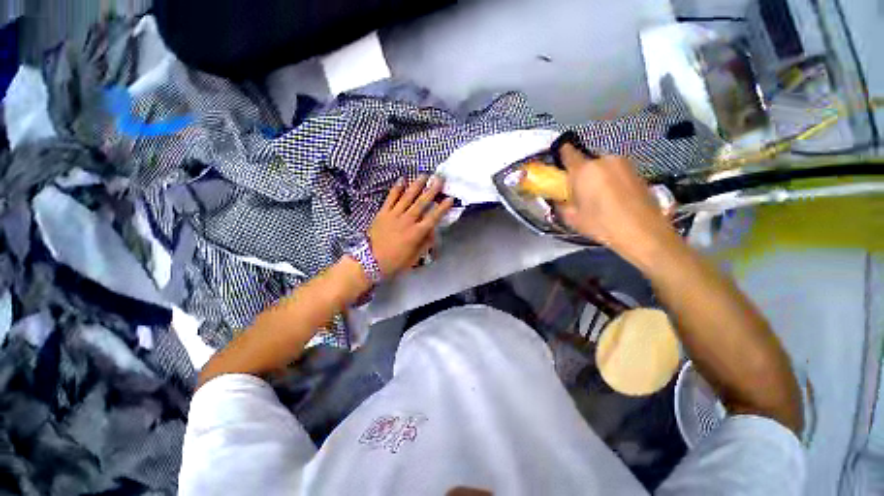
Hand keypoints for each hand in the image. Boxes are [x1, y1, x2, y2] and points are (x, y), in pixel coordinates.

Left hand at [368, 175, 454, 278]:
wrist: (369, 261)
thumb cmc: (395, 262)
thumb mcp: (414, 257)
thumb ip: (425, 243)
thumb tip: (433, 231)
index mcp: (416, 233)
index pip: (433, 218)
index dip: (442, 208)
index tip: (450, 198)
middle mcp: (407, 221)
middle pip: (421, 203)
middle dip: (431, 190)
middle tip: (439, 179)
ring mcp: (394, 215)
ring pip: (407, 197)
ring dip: (416, 185)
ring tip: (424, 175)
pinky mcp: (383, 213)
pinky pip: (390, 198)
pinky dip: (396, 189)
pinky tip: (402, 179)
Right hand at [556, 144, 677, 264]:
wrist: (644, 232)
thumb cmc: (602, 225)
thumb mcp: (573, 218)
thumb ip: (561, 204)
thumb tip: (558, 199)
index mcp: (584, 170)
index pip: (568, 152)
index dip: (561, 154)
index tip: (559, 163)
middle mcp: (604, 160)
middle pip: (586, 161)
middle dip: (581, 172)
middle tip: (579, 190)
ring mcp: (623, 164)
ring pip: (602, 165)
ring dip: (596, 175)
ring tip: (598, 195)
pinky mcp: (636, 171)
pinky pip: (616, 171)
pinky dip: (611, 179)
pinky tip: (613, 197)